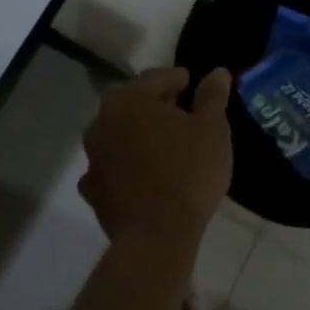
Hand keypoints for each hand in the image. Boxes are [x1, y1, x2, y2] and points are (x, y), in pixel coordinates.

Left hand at [79, 66, 233, 250]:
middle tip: (183, 114)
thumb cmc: (188, 171)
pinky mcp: (93, 191)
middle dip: (156, 105)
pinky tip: (145, 174)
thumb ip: (212, 96)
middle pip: (133, 104)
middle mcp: (102, 122)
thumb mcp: (212, 128)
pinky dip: (126, 165)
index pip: (156, 78)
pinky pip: (112, 167)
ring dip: (139, 134)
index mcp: (129, 99)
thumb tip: (217, 72)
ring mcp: (93, 158)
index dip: (178, 80)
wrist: (157, 237)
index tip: (193, 86)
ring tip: (166, 145)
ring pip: (120, 134)